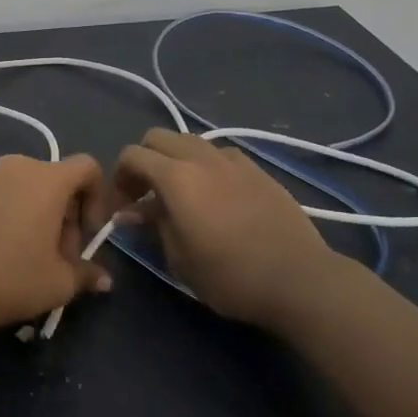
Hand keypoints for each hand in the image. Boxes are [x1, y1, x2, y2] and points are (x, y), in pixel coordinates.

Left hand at [0, 154, 113, 330]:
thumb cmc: (8, 277)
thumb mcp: (57, 283)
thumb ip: (85, 274)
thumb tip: (104, 280)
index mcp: (47, 179)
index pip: (88, 168)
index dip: (98, 199)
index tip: (88, 235)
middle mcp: (18, 167)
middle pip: (58, 181)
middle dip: (68, 217)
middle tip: (61, 259)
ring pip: (30, 191)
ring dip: (41, 219)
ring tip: (32, 260)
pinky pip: (4, 196)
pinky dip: (15, 217)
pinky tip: (3, 254)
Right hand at [113, 129, 336, 326]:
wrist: (298, 279)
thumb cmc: (229, 275)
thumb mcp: (179, 257)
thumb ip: (153, 224)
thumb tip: (129, 212)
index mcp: (176, 176)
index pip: (132, 155)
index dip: (119, 177)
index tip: (123, 205)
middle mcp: (202, 158)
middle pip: (159, 137)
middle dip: (144, 160)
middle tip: (145, 193)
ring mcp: (233, 160)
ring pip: (190, 141)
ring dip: (175, 159)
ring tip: (180, 193)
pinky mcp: (258, 170)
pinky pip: (220, 154)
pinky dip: (205, 165)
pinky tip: (214, 195)